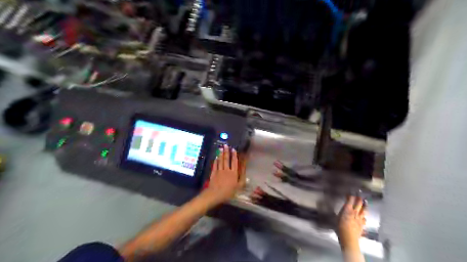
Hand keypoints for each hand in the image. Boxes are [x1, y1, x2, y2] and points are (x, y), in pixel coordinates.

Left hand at [203, 146, 240, 204]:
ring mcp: (219, 171)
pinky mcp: (213, 173)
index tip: (233, 149)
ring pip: (220, 161)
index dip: (234, 155)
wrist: (215, 194)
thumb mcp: (239, 186)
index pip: (234, 162)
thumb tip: (244, 170)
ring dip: (221, 154)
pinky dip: (216, 161)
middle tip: (226, 145)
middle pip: (227, 159)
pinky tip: (216, 157)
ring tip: (221, 148)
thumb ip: (242, 178)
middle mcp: (226, 170)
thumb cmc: (229, 192)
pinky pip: (215, 165)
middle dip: (226, 152)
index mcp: (234, 173)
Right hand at [338, 196, 366, 249]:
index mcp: (347, 209)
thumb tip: (341, 210)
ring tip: (365, 202)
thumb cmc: (339, 227)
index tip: (349, 193)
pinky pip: (365, 219)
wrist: (349, 238)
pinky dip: (364, 216)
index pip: (350, 199)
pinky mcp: (362, 224)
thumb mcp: (337, 217)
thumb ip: (341, 212)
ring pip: (364, 210)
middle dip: (359, 198)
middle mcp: (355, 212)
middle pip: (359, 203)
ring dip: (365, 205)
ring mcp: (360, 218)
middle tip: (359, 194)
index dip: (350, 195)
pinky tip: (364, 217)